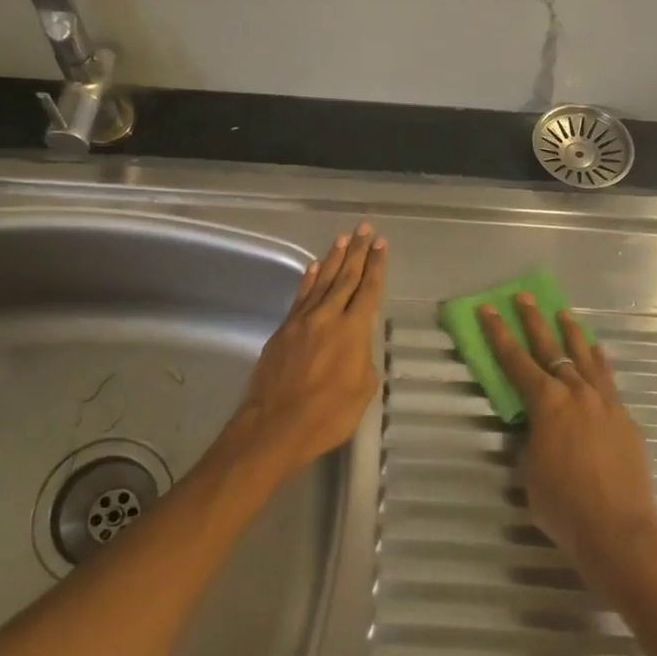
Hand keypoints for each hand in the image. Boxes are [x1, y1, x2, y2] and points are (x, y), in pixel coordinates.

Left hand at [233, 224, 388, 475]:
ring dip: (334, 258)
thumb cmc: (326, 416)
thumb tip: (358, 348)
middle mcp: (328, 317)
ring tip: (343, 238)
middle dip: (358, 252)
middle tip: (365, 229)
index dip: (377, 266)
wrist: (274, 426)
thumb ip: (364, 362)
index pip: (369, 290)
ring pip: (322, 281)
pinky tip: (314, 266)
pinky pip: (301, 296)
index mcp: (353, 331)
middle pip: (346, 277)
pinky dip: (309, 279)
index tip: (382, 244)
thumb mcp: (362, 392)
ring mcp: (303, 321)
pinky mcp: (283, 330)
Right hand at [478, 294, 656, 590]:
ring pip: (585, 357)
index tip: (488, 309)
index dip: (498, 334)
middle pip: (552, 348)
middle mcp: (576, 393)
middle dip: (534, 321)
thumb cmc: (564, 507)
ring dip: (572, 334)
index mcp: (546, 403)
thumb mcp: (530, 473)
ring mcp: (605, 403)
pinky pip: (608, 379)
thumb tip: (537, 428)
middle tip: (524, 297)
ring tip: (564, 314)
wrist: (620, 531)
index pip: (516, 361)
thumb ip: (531, 441)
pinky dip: (599, 361)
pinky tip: (597, 353)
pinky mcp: (626, 418)